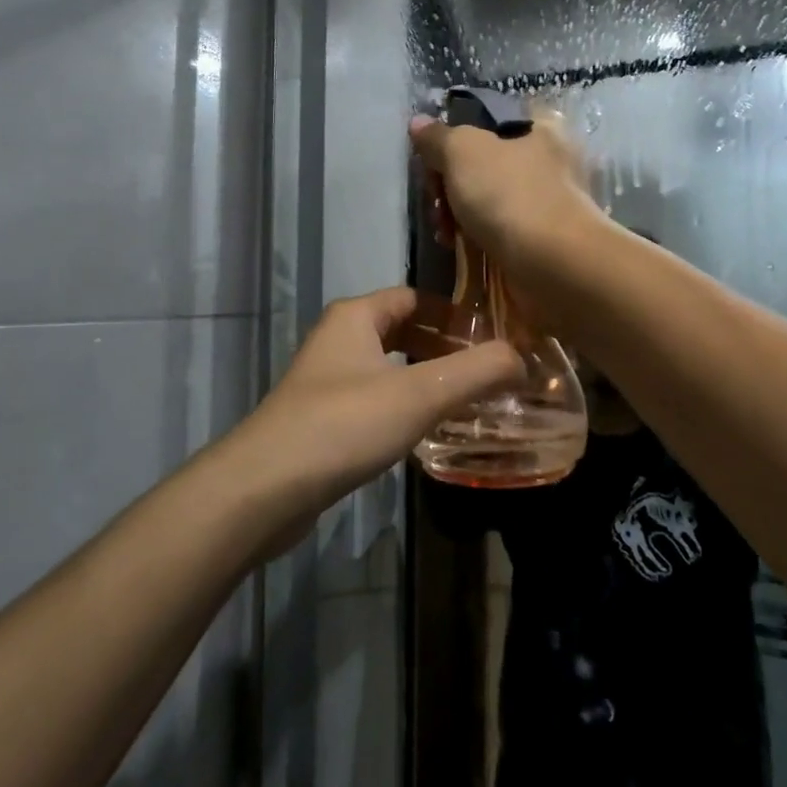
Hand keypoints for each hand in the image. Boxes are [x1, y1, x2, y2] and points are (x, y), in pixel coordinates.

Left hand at [241, 287, 523, 519]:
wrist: (264, 489)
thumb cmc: (343, 425)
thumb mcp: (419, 394)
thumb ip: (476, 373)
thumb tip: (522, 358)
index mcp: (355, 317)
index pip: (414, 297)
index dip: (454, 313)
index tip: (494, 337)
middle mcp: (338, 340)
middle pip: (402, 332)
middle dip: (443, 348)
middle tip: (488, 372)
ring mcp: (325, 382)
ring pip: (387, 368)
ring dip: (425, 379)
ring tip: (468, 402)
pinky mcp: (321, 420)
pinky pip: (373, 400)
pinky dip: (403, 406)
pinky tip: (426, 432)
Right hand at [408, 109, 606, 278]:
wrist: (552, 264)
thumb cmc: (508, 195)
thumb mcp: (462, 152)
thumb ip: (437, 137)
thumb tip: (418, 123)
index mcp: (538, 128)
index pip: (486, 122)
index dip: (454, 139)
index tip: (433, 160)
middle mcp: (547, 161)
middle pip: (482, 163)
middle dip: (449, 183)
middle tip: (437, 200)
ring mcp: (544, 202)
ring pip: (486, 199)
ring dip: (456, 213)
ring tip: (445, 230)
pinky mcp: (539, 239)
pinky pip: (496, 230)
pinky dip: (475, 236)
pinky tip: (458, 246)